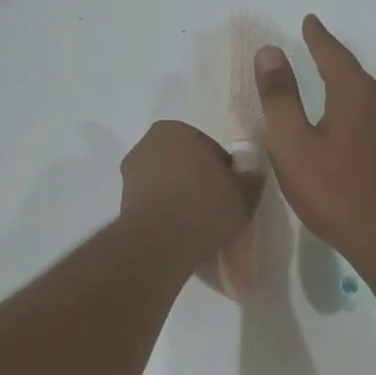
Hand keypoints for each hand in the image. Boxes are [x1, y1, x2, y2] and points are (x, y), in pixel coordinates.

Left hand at [119, 120, 263, 258]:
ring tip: (199, 223)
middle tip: (217, 207)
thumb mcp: (242, 194)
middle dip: (198, 180)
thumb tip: (253, 177)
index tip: (230, 192)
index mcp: (175, 130)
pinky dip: (166, 212)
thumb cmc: (204, 206)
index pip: (209, 148)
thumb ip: (251, 181)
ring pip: (167, 183)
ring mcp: (130, 174)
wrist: (160, 244)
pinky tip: (180, 232)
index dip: (223, 171)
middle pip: (185, 163)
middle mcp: (147, 144)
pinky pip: (154, 203)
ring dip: (181, 197)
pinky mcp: (122, 202)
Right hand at [255, 15, 375, 271]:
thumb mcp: (293, 143)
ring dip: (340, 81)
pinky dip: (348, 104)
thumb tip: (270, 52)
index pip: (332, 53)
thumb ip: (280, 97)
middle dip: (329, 56)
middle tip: (311, 44)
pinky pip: (366, 112)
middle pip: (350, 70)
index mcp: (353, 93)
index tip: (308, 20)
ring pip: (360, 93)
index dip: (317, 37)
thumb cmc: (333, 189)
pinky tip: (338, 118)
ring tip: (321, 77)